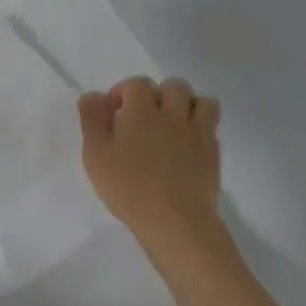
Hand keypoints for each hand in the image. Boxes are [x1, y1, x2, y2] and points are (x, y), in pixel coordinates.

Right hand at [78, 77, 222, 250]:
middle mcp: (172, 114)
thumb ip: (92, 119)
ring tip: (172, 124)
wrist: (175, 221)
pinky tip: (187, 145)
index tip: (113, 114)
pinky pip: (212, 127)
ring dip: (187, 105)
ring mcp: (197, 133)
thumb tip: (92, 95)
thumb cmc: (129, 187)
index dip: (123, 92)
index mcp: (141, 110)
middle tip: (143, 117)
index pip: (136, 83)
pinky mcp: (212, 154)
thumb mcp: (95, 154)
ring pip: (201, 101)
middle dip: (158, 94)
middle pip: (173, 85)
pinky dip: (201, 128)